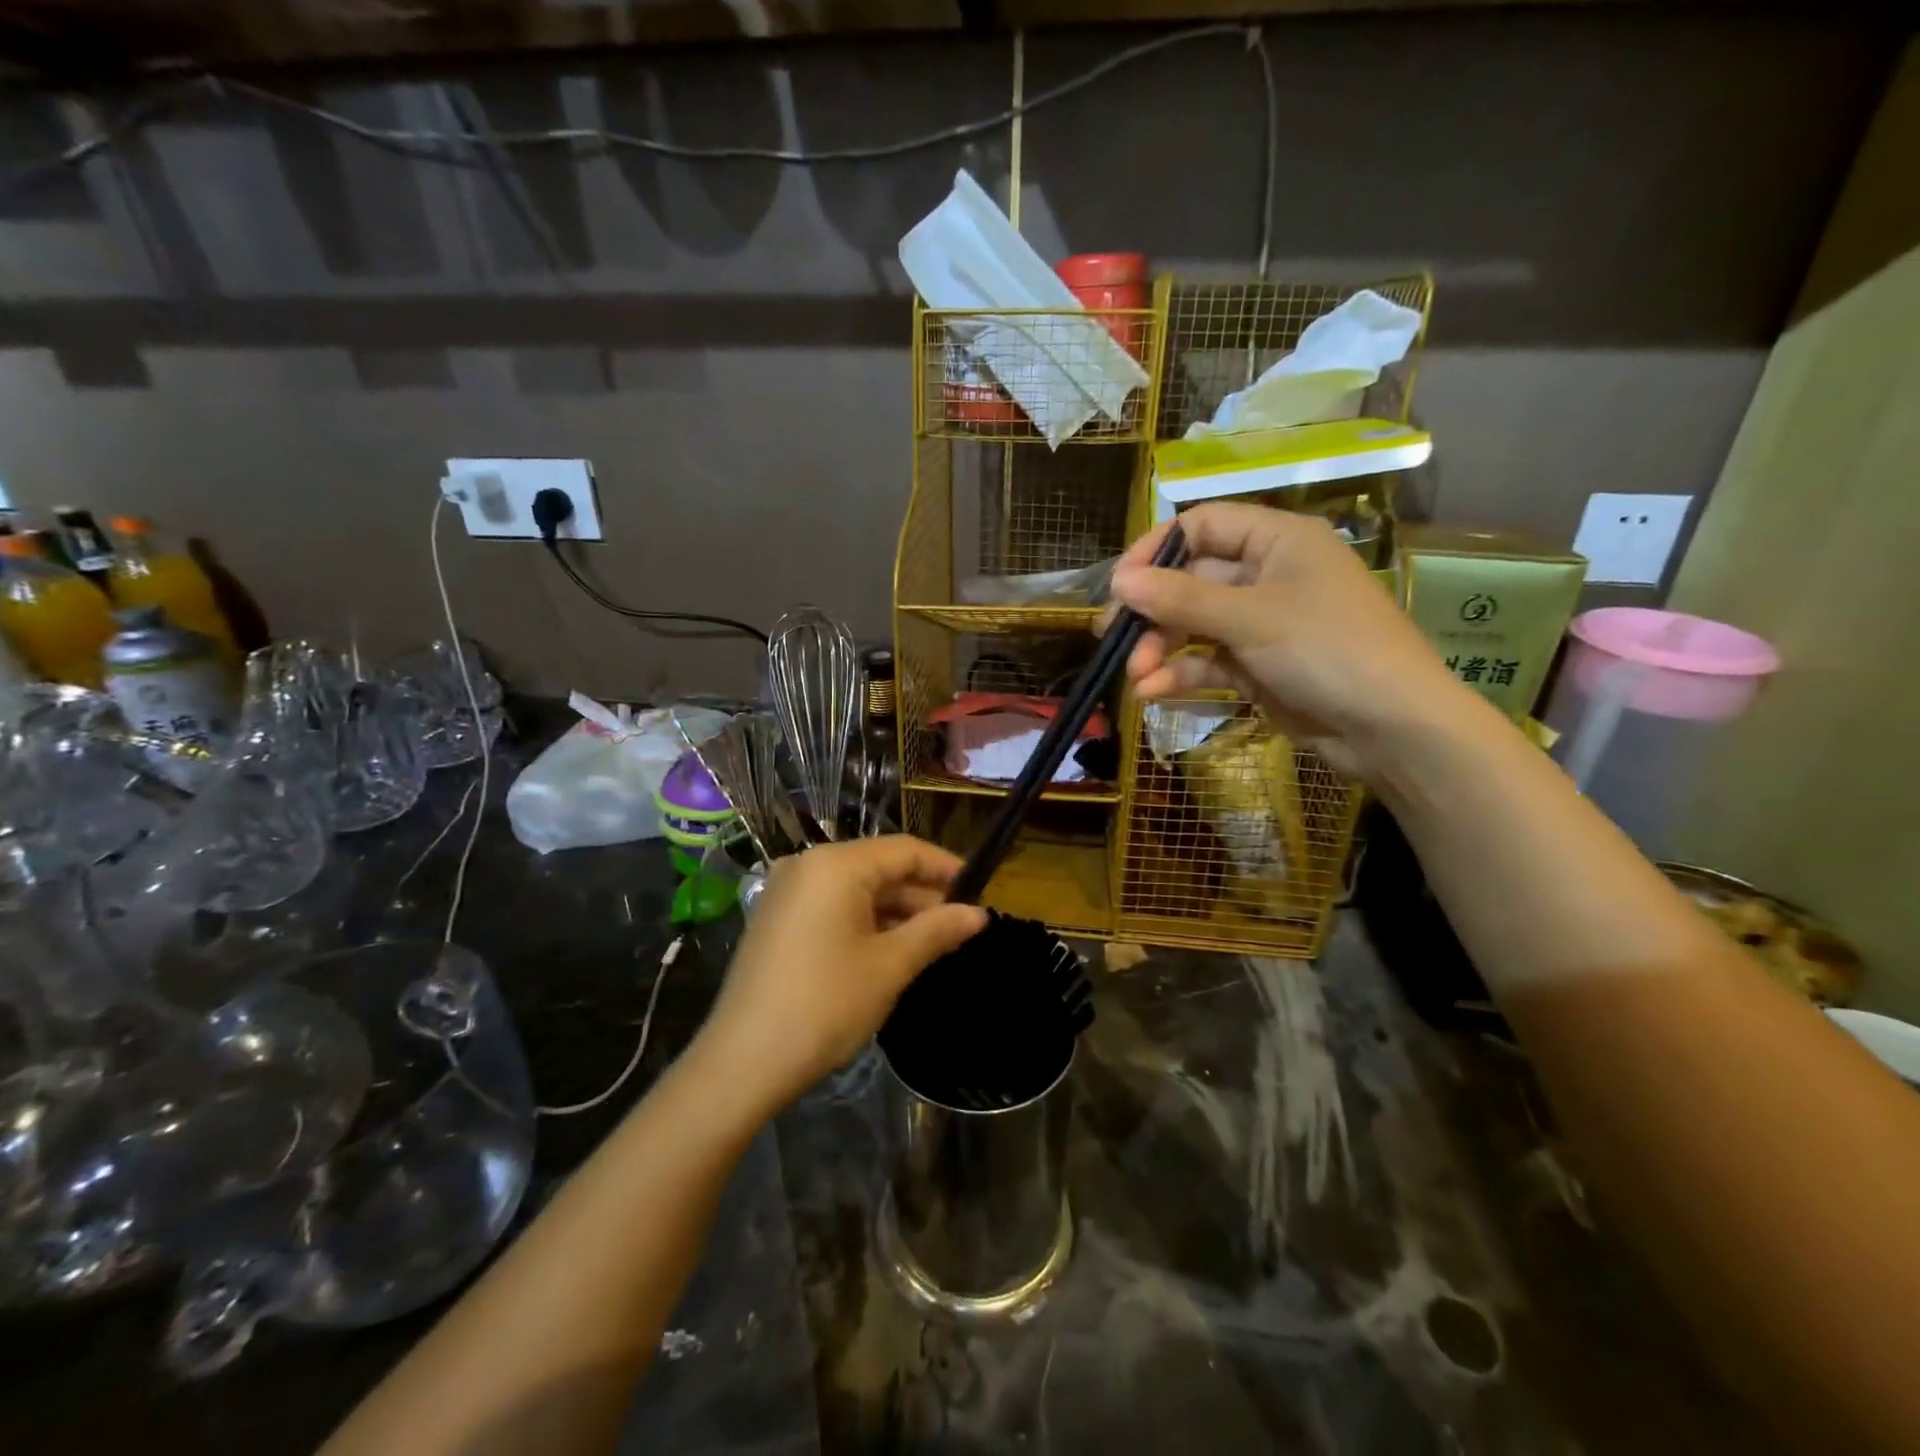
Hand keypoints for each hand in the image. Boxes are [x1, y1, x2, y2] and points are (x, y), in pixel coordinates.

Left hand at [690, 837, 987, 1118]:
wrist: (743, 1062)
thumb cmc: (825, 1004)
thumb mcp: (889, 966)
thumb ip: (937, 931)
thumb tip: (979, 914)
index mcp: (835, 864)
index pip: (904, 850)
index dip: (946, 868)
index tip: (980, 892)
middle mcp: (808, 865)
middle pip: (879, 866)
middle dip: (922, 894)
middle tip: (960, 925)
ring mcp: (787, 892)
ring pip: (856, 888)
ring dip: (896, 910)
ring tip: (933, 941)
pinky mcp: (777, 919)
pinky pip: (833, 905)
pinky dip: (866, 921)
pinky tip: (891, 949)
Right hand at [1107, 502, 1472, 779]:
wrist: (1392, 729)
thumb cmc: (1329, 651)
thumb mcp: (1251, 619)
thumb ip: (1181, 599)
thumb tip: (1118, 581)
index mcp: (1278, 541)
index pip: (1202, 525)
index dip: (1157, 550)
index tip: (1119, 584)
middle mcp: (1267, 575)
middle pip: (1190, 580)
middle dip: (1152, 611)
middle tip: (1112, 636)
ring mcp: (1261, 624)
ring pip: (1194, 625)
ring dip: (1160, 648)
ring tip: (1134, 675)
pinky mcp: (1257, 667)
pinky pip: (1207, 661)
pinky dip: (1180, 673)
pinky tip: (1152, 692)